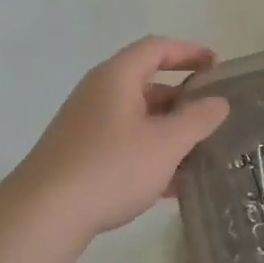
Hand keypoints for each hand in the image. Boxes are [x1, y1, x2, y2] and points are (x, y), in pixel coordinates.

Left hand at [15, 36, 231, 236]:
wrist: (45, 214)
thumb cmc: (111, 167)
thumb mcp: (166, 143)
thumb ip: (197, 119)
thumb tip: (219, 102)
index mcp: (117, 78)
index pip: (156, 48)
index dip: (189, 52)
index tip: (217, 67)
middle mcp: (98, 94)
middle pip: (147, 83)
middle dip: (183, 99)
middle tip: (213, 116)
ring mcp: (86, 125)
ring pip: (137, 118)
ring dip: (169, 131)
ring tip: (200, 152)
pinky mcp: (80, 155)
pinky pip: (124, 144)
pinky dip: (150, 153)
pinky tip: (173, 185)